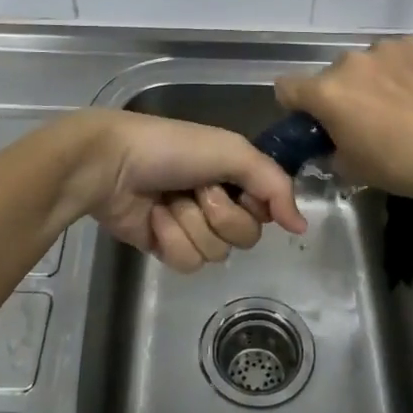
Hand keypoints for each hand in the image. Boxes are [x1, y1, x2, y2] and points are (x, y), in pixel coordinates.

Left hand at [70, 110, 306, 273]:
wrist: (110, 164)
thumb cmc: (171, 149)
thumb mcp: (232, 151)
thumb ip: (274, 184)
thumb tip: (302, 226)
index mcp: (234, 174)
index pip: (267, 208)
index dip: (256, 204)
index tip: (238, 189)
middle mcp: (217, 200)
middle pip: (246, 236)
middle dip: (220, 214)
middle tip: (196, 191)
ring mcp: (190, 226)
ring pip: (216, 253)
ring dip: (191, 225)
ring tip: (168, 201)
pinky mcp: (165, 247)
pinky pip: (187, 263)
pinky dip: (171, 239)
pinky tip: (154, 218)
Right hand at [274, 37, 412, 209]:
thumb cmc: (402, 167)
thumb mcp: (351, 168)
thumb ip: (329, 147)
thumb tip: (331, 139)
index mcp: (325, 93)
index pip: (286, 87)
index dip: (296, 106)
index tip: (315, 122)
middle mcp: (348, 62)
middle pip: (330, 76)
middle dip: (340, 95)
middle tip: (364, 120)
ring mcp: (383, 49)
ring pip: (363, 64)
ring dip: (370, 80)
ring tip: (398, 106)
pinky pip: (394, 55)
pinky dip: (398, 70)